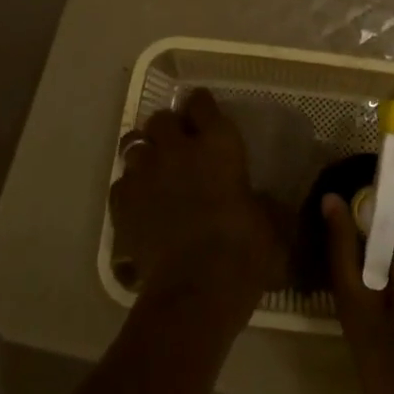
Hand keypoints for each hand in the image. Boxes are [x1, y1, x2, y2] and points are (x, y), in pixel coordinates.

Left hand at [110, 89, 285, 312]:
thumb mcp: (272, 223)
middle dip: (168, 127)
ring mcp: (145, 174)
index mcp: (218, 143)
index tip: (204, 114)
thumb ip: (264, 203)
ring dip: (145, 152)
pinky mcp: (122, 203)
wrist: (195, 289)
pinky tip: (139, 202)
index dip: (201, 106)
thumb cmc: (244, 250)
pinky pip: (121, 182)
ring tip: (154, 169)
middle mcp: (178, 148)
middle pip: (162, 118)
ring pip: (134, 144)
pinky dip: (129, 187)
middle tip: (178, 145)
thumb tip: (263, 203)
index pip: (202, 103)